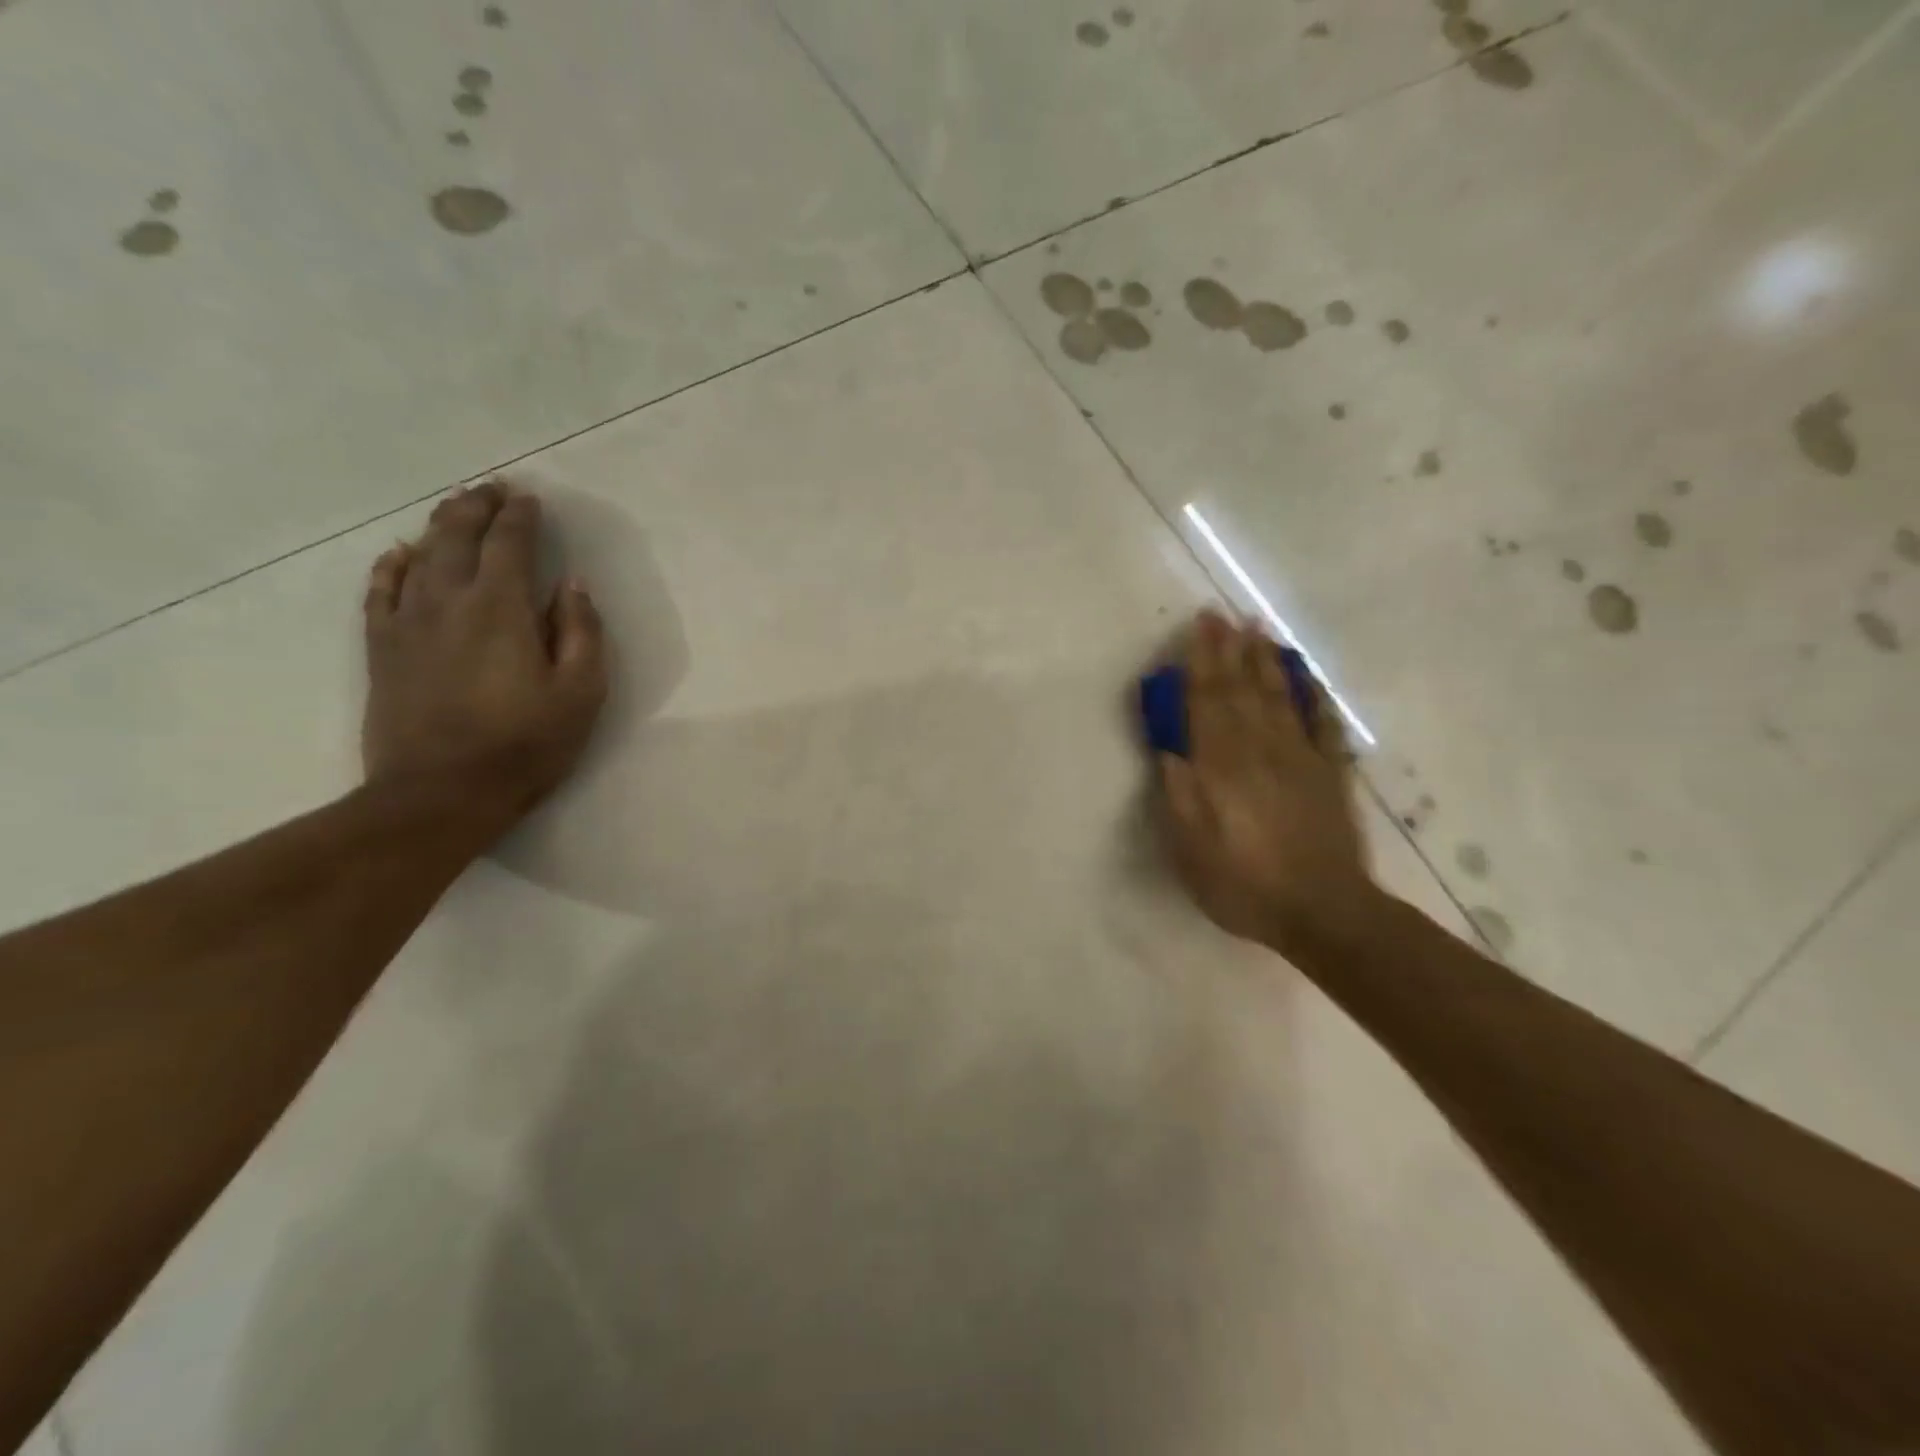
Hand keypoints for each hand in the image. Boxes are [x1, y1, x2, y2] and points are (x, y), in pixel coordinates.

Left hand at [362, 480, 607, 821]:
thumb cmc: (525, 744)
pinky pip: (380, 591)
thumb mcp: (581, 692)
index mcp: (500, 608)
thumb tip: (571, 585)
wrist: (440, 793)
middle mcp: (448, 601)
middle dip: (477, 507)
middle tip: (492, 489)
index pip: (509, 544)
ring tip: (454, 508)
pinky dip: (390, 565)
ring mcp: (407, 623)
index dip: (520, 517)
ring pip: (418, 555)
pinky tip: (399, 553)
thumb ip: (580, 632)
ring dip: (439, 526)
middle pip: (457, 537)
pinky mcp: (381, 648)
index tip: (530, 499)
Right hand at [1156, 611, 1377, 956]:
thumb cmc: (1242, 881)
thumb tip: (1169, 747)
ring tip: (1260, 630)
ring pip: (1280, 696)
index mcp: (1221, 764)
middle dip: (1230, 649)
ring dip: (1267, 661)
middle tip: (1225, 614)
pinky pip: (1322, 723)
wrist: (1322, 909)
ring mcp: (1300, 757)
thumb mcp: (1189, 846)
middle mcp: (1260, 748)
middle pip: (1242, 688)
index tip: (1199, 626)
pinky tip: (1307, 677)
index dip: (1201, 662)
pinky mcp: (1330, 773)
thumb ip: (1177, 792)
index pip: (1207, 701)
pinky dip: (1313, 696)